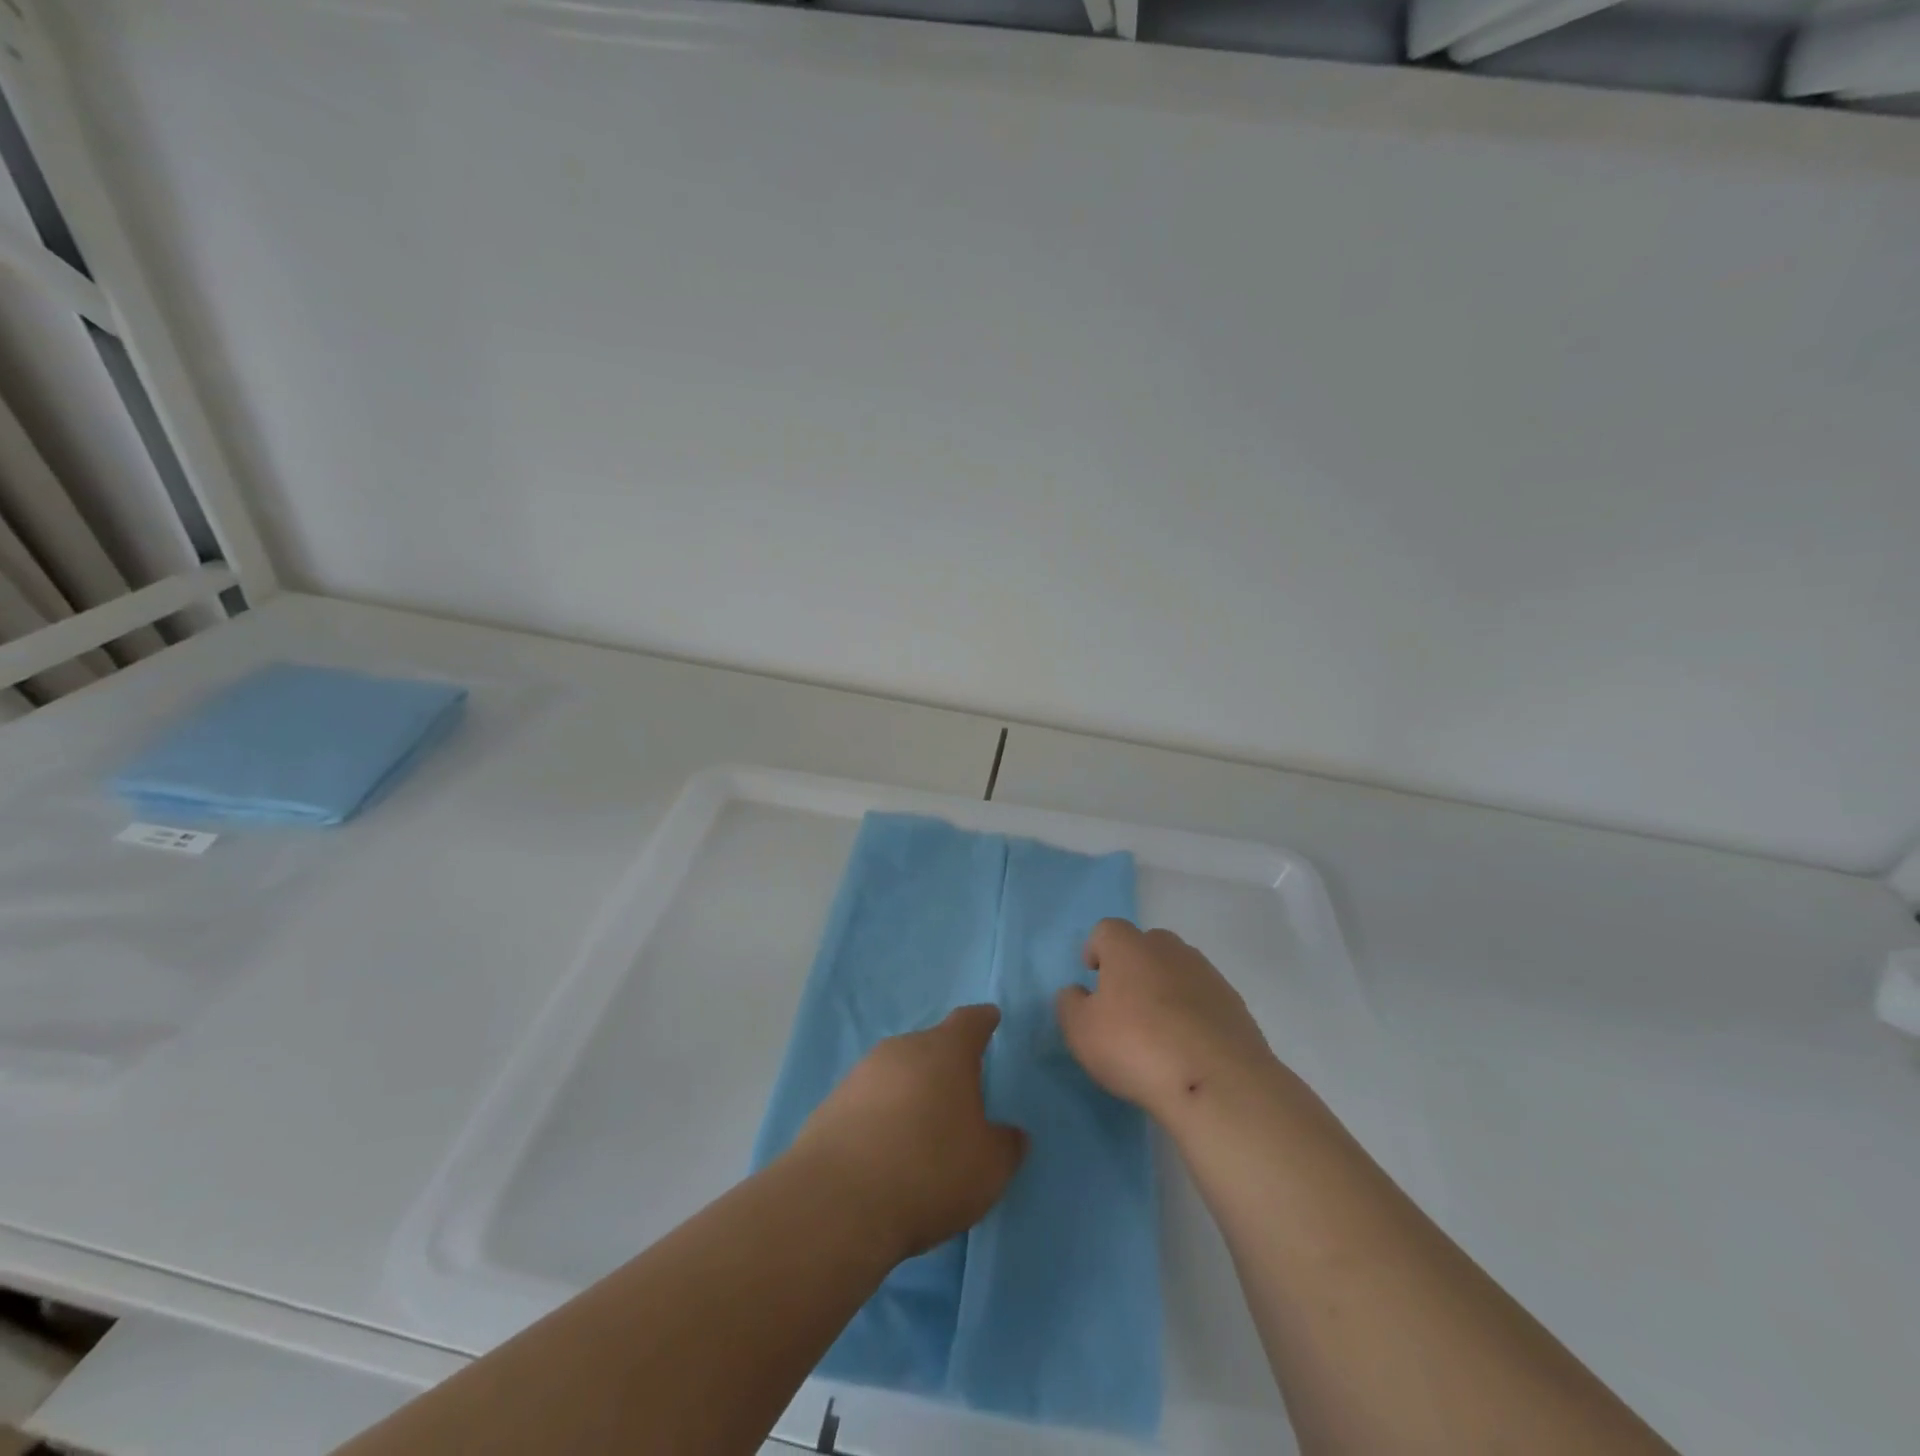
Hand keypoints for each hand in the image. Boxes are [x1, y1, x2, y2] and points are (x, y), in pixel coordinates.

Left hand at [789, 1005, 1025, 1261]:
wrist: (838, 1202)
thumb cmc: (930, 1171)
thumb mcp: (988, 1168)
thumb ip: (1006, 1145)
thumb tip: (1012, 1134)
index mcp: (946, 1051)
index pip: (970, 1021)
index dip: (983, 1021)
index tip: (990, 1019)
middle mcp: (903, 1048)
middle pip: (930, 1045)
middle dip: (945, 1064)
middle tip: (960, 1093)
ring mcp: (862, 1073)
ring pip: (897, 1072)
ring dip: (910, 1090)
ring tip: (921, 1128)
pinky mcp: (831, 1103)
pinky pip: (868, 1100)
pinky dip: (881, 1115)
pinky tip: (885, 1150)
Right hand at [1057, 919, 1276, 1122]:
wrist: (1215, 1081)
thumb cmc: (1136, 1047)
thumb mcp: (1081, 1031)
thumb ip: (1070, 1005)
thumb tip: (1077, 992)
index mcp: (1129, 947)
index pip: (1107, 930)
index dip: (1096, 949)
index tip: (1093, 977)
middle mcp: (1169, 949)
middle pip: (1146, 944)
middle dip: (1133, 966)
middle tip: (1125, 1003)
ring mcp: (1206, 974)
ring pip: (1178, 969)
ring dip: (1165, 988)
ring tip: (1159, 1029)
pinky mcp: (1234, 1003)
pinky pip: (1203, 997)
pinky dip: (1193, 1012)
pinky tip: (1187, 1046)